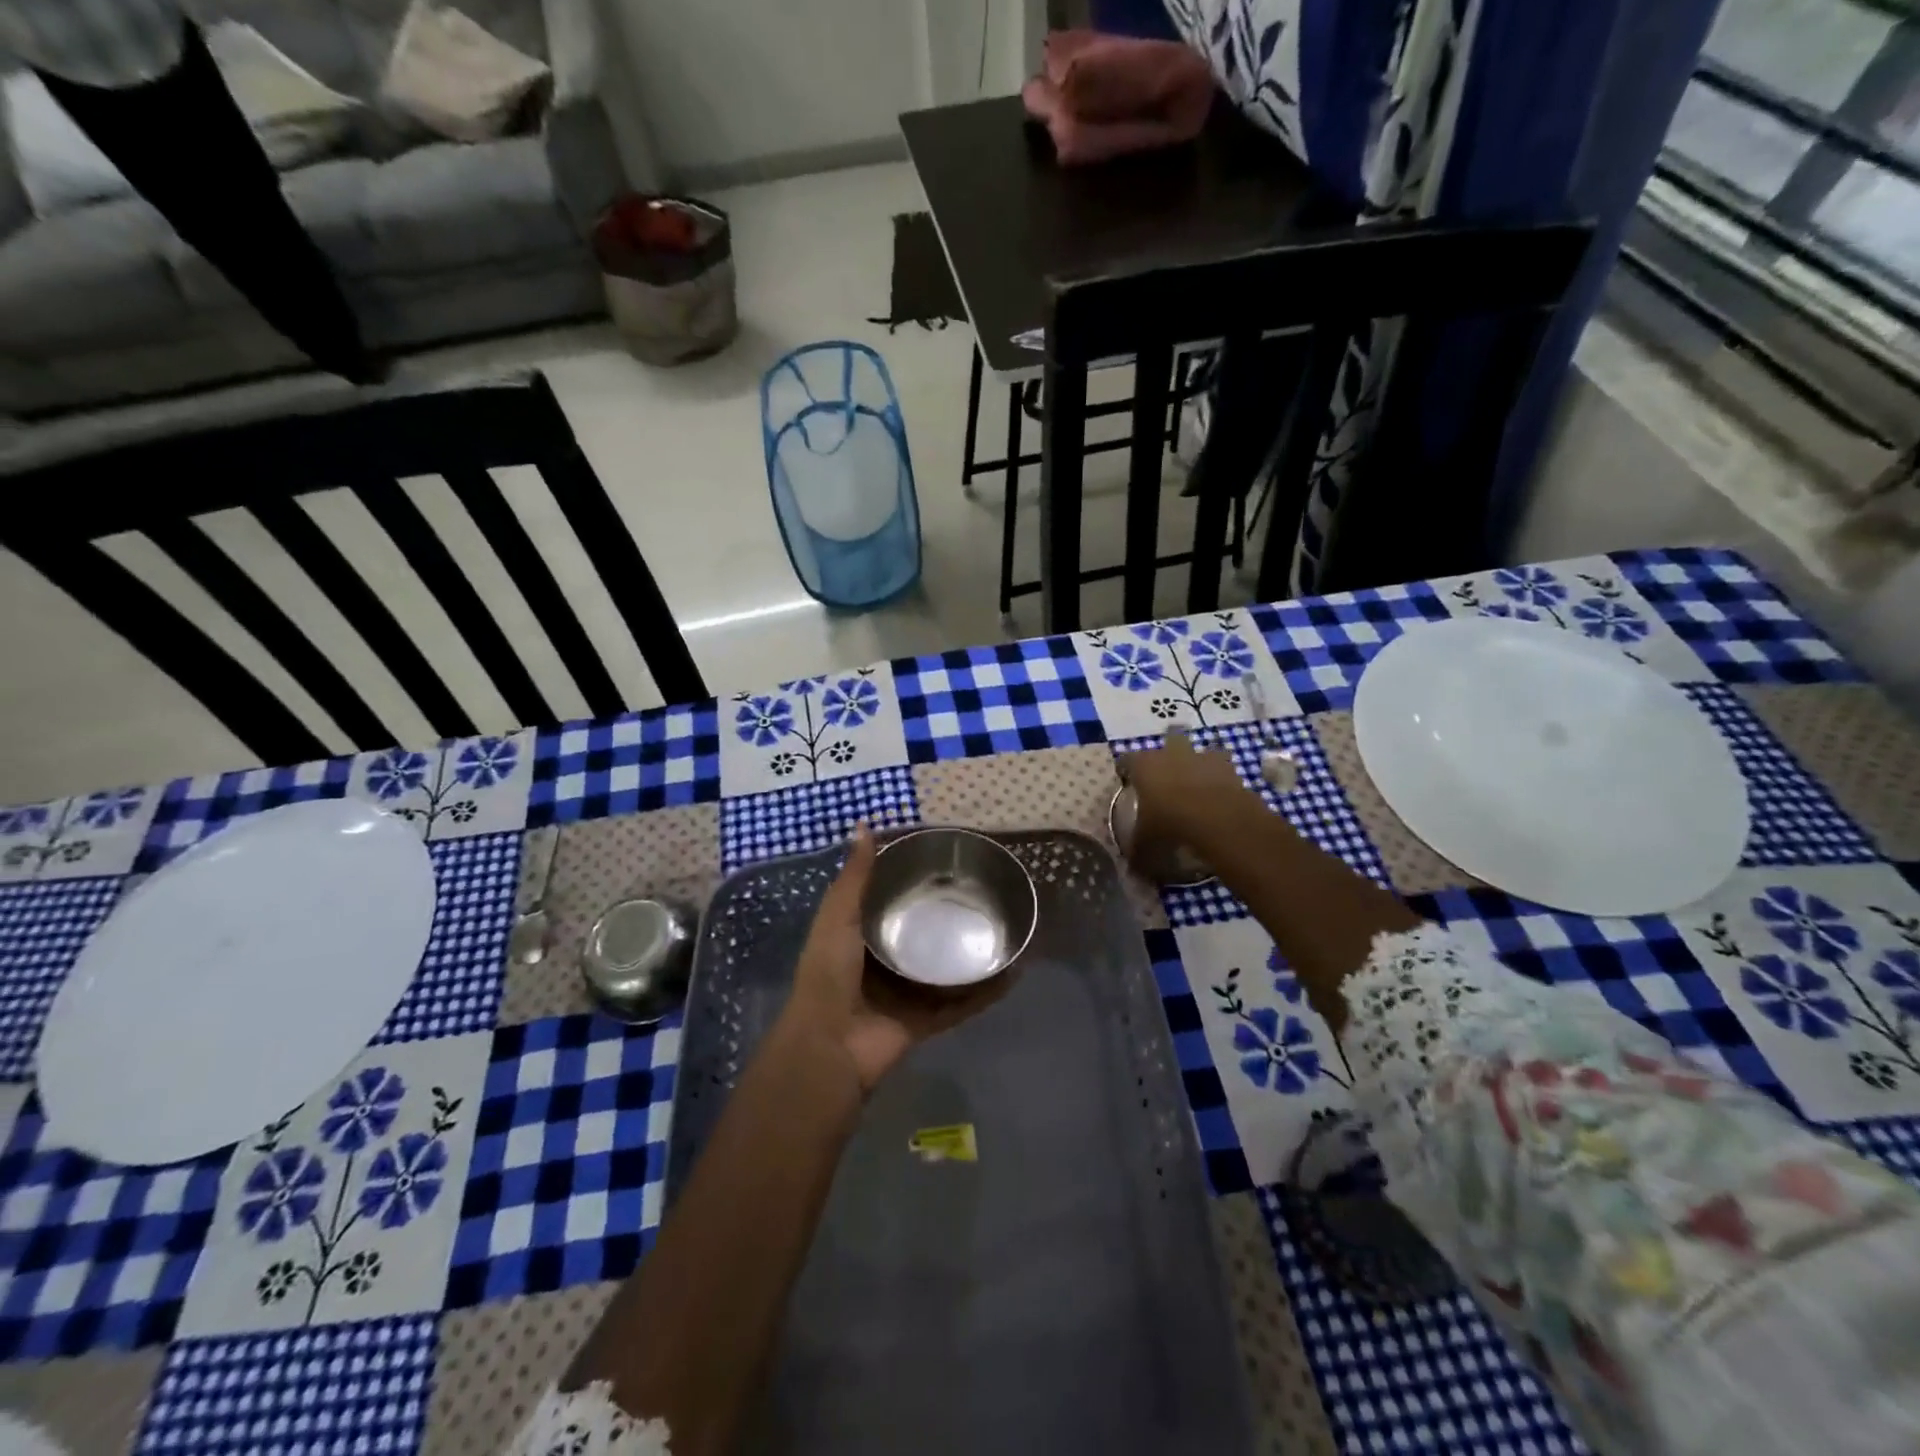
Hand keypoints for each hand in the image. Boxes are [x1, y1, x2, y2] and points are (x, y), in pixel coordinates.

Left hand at [782, 825, 1014, 1092]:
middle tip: (985, 887)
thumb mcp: (838, 916)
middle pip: (925, 931)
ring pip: (948, 966)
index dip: (915, 879)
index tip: (947, 856)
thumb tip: (864, 825)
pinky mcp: (929, 1019)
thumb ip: (855, 877)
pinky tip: (1013, 971)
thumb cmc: (829, 973)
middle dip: (949, 914)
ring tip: (1006, 924)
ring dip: (971, 951)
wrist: (830, 1045)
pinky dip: (987, 991)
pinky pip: (964, 1002)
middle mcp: (889, 959)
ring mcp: (910, 991)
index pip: (894, 899)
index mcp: (864, 933)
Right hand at [1119, 727, 1259, 857]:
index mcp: (1143, 766)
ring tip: (1196, 782)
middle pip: (1167, 740)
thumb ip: (1138, 852)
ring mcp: (1200, 756)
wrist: (1216, 816)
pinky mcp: (1228, 766)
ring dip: (1197, 762)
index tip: (1127, 780)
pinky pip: (1221, 767)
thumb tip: (1133, 869)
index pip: (1127, 760)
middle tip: (1167, 774)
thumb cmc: (1170, 822)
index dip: (1126, 770)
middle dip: (1168, 753)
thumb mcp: (1146, 843)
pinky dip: (1220, 777)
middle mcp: (1170, 753)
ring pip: (1198, 750)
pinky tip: (1218, 794)